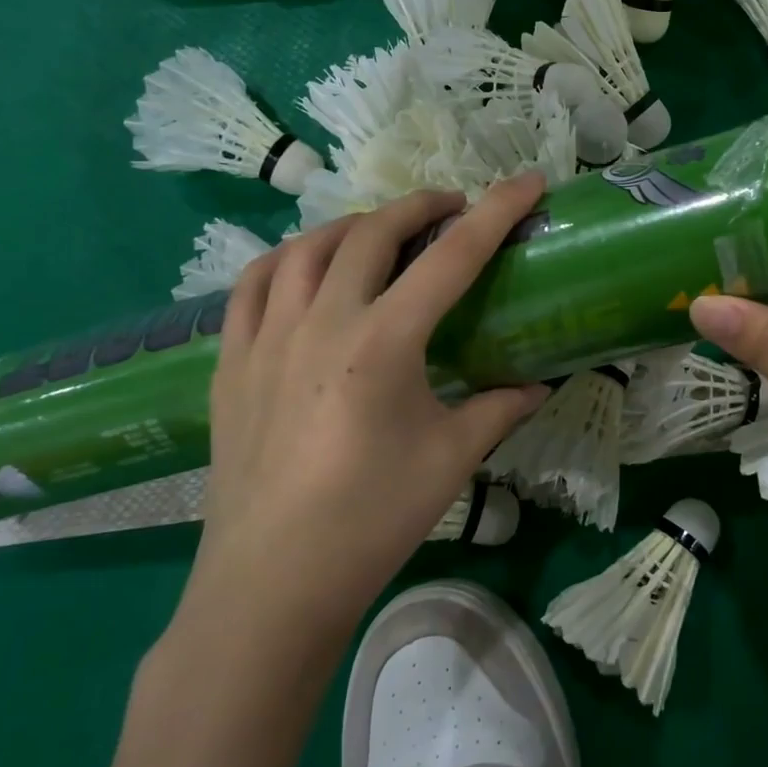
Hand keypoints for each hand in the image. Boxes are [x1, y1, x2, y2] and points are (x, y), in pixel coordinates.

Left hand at [175, 176, 549, 654]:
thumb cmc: (372, 520)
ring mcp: (265, 338)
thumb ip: (499, 408)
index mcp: (382, 343)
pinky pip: (253, 284)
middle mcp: (320, 322)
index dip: (495, 213)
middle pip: (372, 233)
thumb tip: (537, 384)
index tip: (527, 182)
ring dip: (353, 226)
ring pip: (306, 247)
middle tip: (452, 208)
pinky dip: (287, 259)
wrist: (272, 584)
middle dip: (420, 207)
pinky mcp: (230, 361)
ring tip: (382, 234)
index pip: (451, 258)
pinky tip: (305, 269)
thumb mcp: (451, 459)